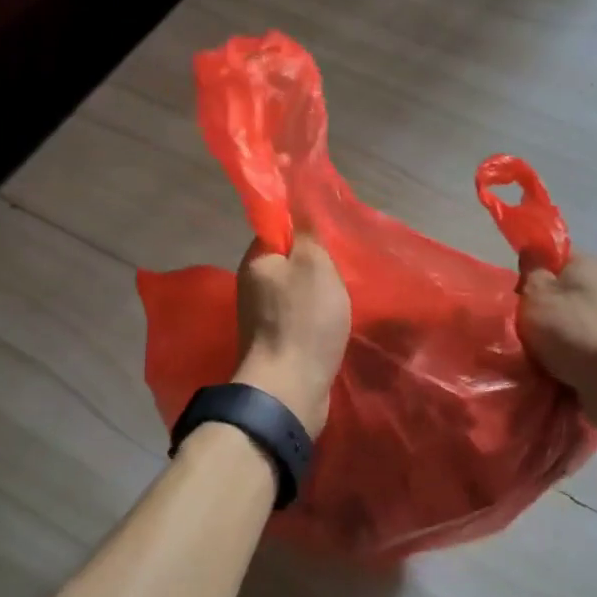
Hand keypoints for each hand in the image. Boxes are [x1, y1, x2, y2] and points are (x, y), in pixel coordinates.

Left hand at [233, 234, 351, 437]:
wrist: (290, 389)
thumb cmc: (303, 321)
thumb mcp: (314, 264)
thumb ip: (308, 233)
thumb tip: (299, 207)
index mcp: (256, 261)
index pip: (277, 228)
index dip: (304, 228)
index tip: (330, 236)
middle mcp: (253, 286)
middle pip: (289, 261)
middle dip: (316, 264)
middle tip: (343, 269)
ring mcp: (262, 317)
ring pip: (296, 291)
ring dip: (319, 293)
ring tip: (344, 297)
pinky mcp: (276, 343)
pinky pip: (299, 318)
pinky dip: (317, 318)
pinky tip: (334, 323)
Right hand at [518, 252, 596, 429]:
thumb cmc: (570, 328)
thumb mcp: (537, 293)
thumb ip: (531, 271)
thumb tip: (532, 252)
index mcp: (588, 266)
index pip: (554, 258)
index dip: (532, 272)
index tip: (517, 293)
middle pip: (561, 294)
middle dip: (539, 311)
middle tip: (519, 326)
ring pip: (569, 325)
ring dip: (552, 339)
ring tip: (530, 355)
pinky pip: (580, 351)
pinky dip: (566, 360)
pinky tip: (549, 371)